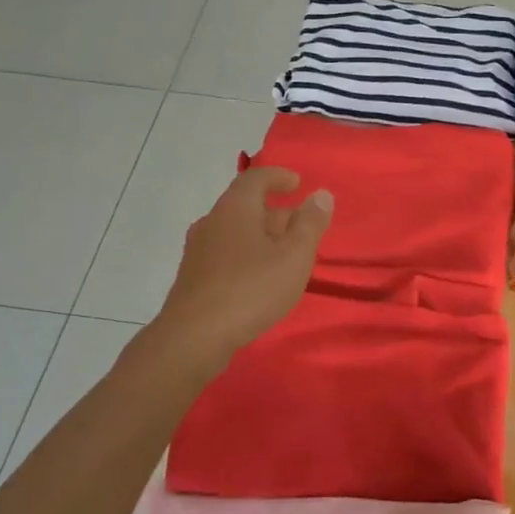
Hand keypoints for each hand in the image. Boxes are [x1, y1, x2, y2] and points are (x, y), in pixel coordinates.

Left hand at [155, 167, 332, 372]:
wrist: (194, 337)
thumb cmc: (251, 289)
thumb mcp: (294, 257)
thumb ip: (310, 224)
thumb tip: (321, 194)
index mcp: (235, 208)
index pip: (256, 177)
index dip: (278, 176)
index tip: (298, 183)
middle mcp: (212, 221)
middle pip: (246, 205)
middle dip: (276, 212)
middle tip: (301, 227)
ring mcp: (198, 249)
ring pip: (235, 231)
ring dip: (261, 236)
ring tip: (285, 255)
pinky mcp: (193, 276)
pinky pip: (226, 253)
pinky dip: (247, 254)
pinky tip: (260, 279)